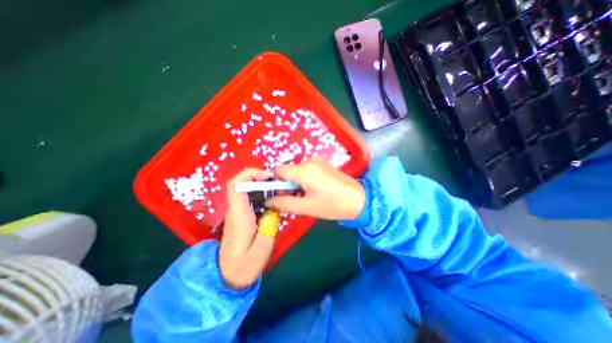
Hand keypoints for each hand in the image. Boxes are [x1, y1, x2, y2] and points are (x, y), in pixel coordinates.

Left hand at [220, 168, 275, 288]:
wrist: (227, 276)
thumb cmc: (244, 265)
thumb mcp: (262, 248)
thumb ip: (269, 225)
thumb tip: (274, 207)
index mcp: (239, 216)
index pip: (235, 186)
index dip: (249, 174)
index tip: (267, 176)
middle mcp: (235, 210)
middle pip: (241, 184)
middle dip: (260, 177)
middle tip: (278, 183)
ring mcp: (237, 212)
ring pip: (246, 189)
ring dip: (262, 185)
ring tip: (278, 189)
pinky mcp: (242, 215)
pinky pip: (250, 198)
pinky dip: (262, 194)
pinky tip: (273, 200)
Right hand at [264, 156, 361, 221]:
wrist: (358, 199)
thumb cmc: (332, 205)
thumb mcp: (306, 207)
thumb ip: (284, 203)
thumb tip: (268, 201)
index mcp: (303, 170)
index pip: (278, 170)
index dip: (276, 183)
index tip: (282, 195)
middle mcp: (309, 160)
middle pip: (288, 170)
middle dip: (288, 184)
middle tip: (298, 198)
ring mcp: (318, 160)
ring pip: (297, 170)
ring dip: (297, 182)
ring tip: (309, 194)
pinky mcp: (323, 163)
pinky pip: (307, 169)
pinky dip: (305, 178)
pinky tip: (316, 188)